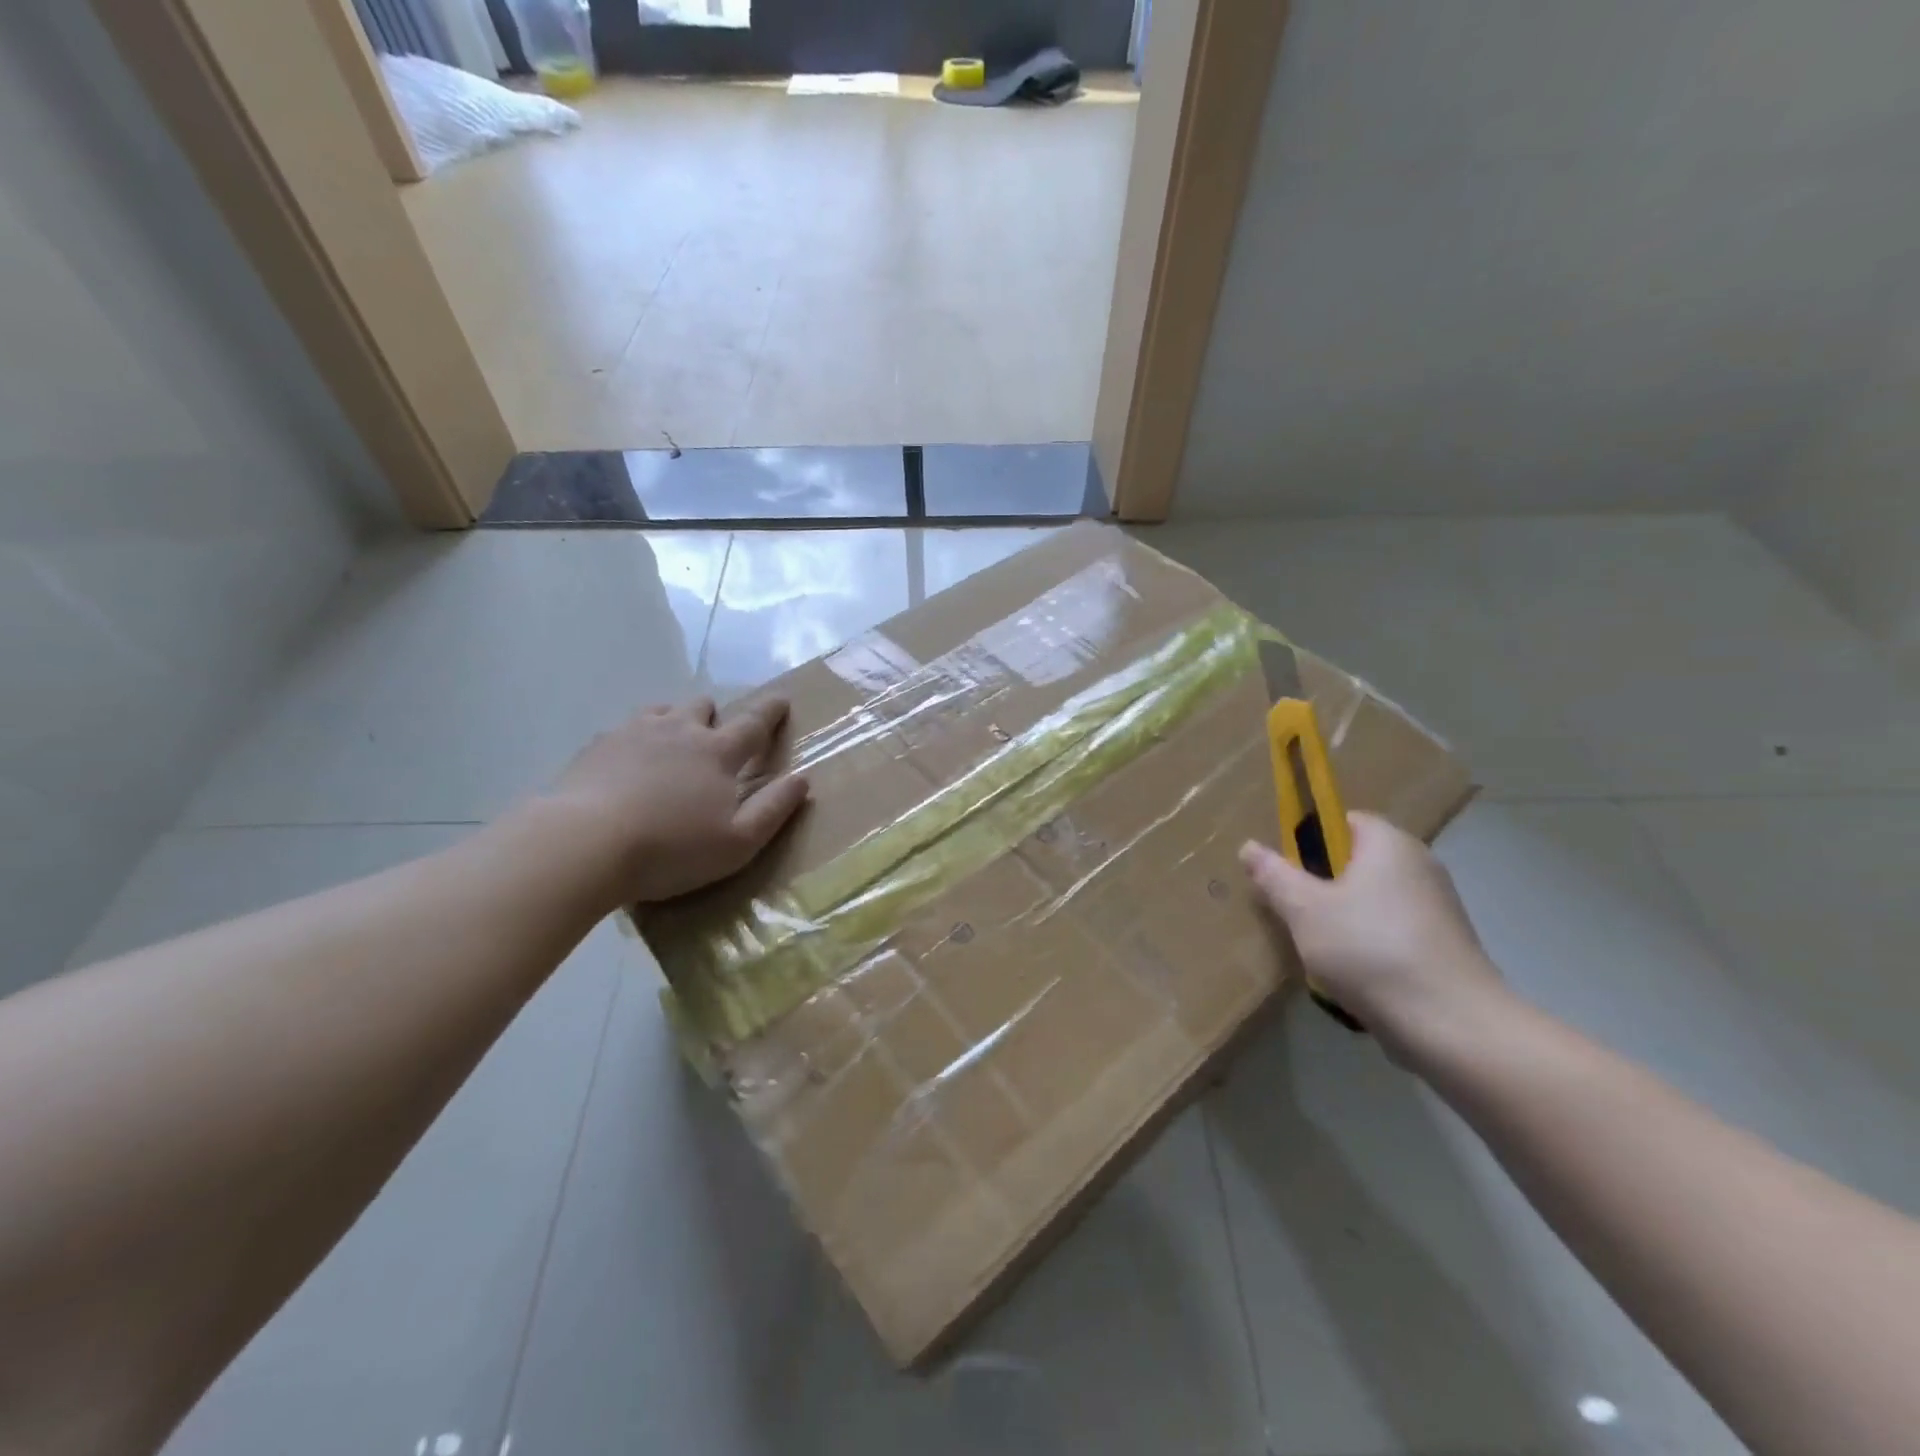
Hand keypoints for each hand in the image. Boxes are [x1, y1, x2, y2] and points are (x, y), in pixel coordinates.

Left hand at [541, 696, 809, 907]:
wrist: (584, 844)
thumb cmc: (671, 848)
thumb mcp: (738, 842)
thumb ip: (774, 809)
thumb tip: (802, 779)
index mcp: (717, 752)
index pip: (753, 723)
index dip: (771, 710)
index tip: (782, 698)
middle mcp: (679, 731)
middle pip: (703, 707)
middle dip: (715, 714)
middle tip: (715, 733)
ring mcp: (634, 734)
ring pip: (662, 711)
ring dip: (674, 719)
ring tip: (672, 742)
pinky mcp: (597, 747)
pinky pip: (624, 729)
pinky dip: (636, 739)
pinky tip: (627, 763)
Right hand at [1239, 813, 1505, 1055]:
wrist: (1451, 1025)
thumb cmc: (1369, 950)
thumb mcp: (1304, 910)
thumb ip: (1275, 876)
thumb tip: (1249, 847)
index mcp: (1389, 843)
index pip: (1342, 820)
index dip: (1308, 839)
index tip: (1286, 871)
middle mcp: (1419, 865)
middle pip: (1355, 862)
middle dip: (1321, 885)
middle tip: (1292, 912)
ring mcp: (1437, 907)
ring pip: (1371, 901)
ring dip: (1341, 919)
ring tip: (1317, 949)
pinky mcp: (1444, 946)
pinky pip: (1390, 931)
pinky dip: (1368, 945)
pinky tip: (1351, 974)